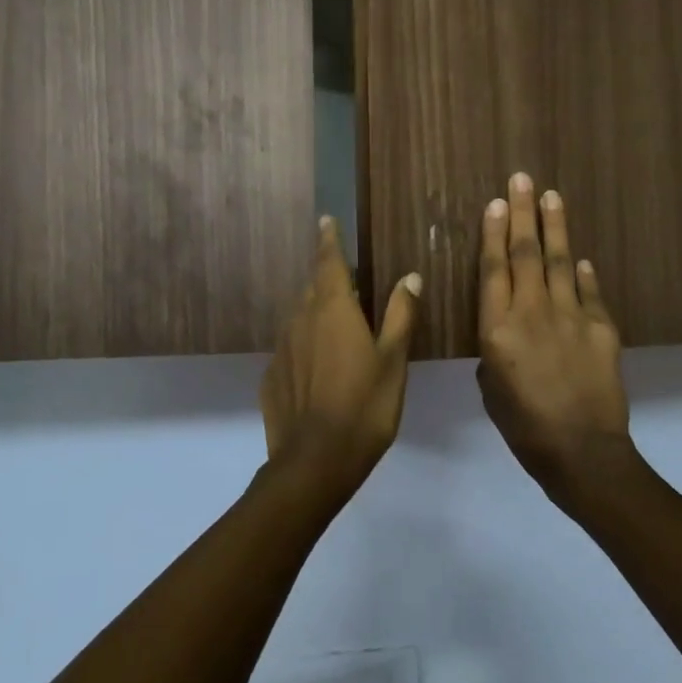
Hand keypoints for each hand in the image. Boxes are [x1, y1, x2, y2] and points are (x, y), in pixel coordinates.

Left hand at [261, 217, 422, 498]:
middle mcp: (301, 320)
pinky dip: (305, 349)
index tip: (326, 221)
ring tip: (338, 329)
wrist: (315, 461)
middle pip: (314, 289)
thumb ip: (401, 315)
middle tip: (349, 285)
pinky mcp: (271, 377)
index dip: (329, 240)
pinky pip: (291, 350)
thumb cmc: (365, 405)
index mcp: (333, 309)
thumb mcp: (393, 360)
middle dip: (329, 280)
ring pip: (300, 318)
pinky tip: (320, 372)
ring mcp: (282, 349)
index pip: (328, 262)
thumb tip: (409, 276)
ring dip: (317, 315)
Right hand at [477, 173, 636, 503]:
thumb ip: (494, 352)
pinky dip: (583, 273)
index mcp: (497, 329)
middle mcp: (532, 312)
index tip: (497, 203)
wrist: (582, 452)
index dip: (494, 233)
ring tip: (552, 196)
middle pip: (527, 254)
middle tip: (522, 179)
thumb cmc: (523, 427)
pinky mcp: (602, 328)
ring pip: (560, 262)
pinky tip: (579, 257)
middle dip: (524, 213)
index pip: (494, 269)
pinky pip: (589, 292)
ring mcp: (571, 317)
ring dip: (555, 227)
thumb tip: (507, 334)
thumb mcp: (491, 390)